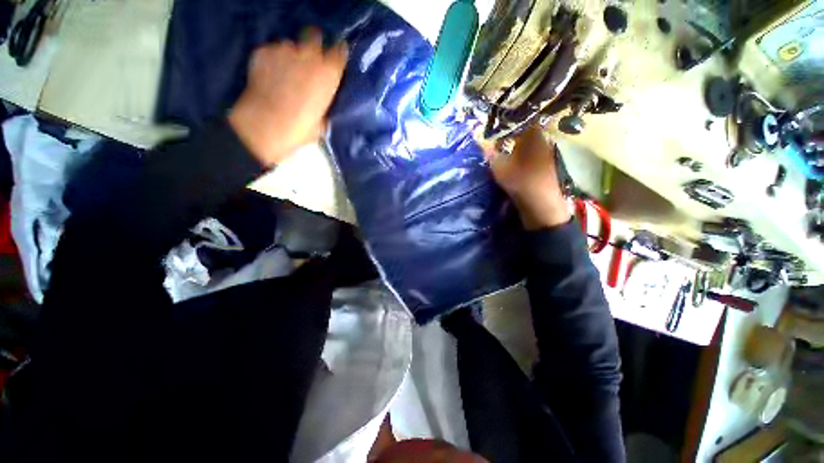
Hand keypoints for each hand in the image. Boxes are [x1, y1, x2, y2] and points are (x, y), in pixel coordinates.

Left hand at [229, 28, 347, 166]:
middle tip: (311, 61)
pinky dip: (274, 59)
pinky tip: (271, 74)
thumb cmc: (299, 128)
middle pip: (315, 37)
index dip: (338, 55)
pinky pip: (273, 51)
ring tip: (288, 72)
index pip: (340, 52)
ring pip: (291, 45)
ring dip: (292, 55)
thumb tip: (323, 97)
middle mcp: (309, 55)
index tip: (336, 61)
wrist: (264, 126)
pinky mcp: (263, 51)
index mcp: (328, 74)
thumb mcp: (322, 121)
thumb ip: (325, 102)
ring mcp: (284, 50)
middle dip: (314, 46)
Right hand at [483, 127, 570, 229]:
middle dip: (514, 133)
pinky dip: (526, 154)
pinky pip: (535, 153)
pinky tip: (518, 161)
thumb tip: (481, 142)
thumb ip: (490, 153)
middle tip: (500, 138)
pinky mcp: (548, 165)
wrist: (541, 202)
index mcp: (532, 136)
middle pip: (528, 130)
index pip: (523, 119)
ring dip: (520, 145)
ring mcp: (547, 153)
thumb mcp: (499, 167)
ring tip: (507, 150)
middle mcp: (543, 140)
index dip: (510, 121)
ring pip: (531, 142)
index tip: (499, 124)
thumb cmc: (520, 180)